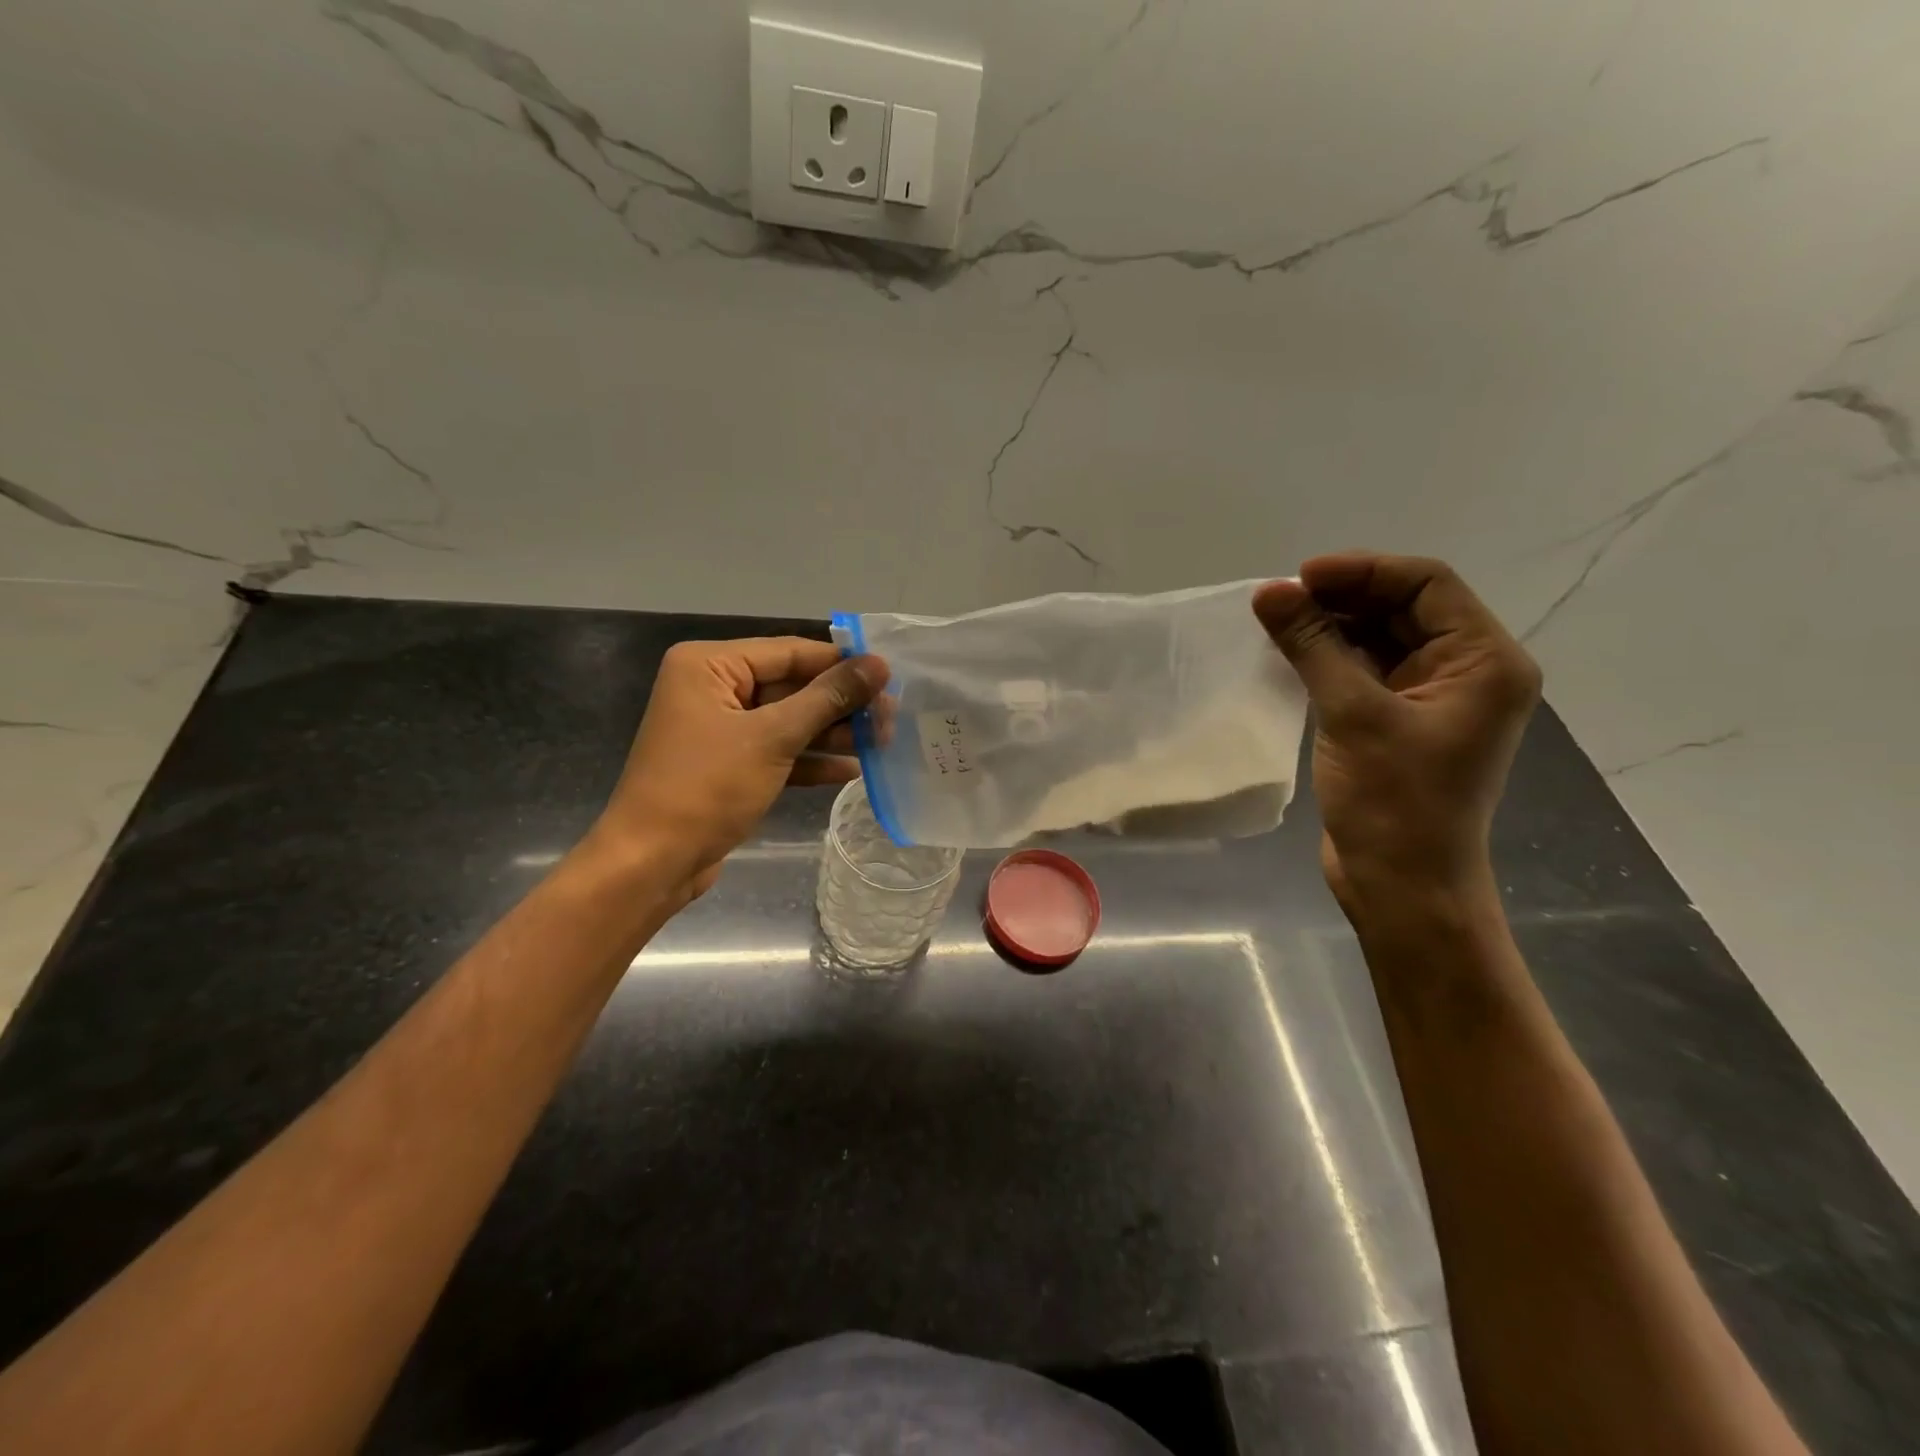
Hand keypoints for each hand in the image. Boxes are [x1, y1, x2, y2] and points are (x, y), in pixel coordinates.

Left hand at [588, 637, 887, 897]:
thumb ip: (828, 698)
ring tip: (883, 742)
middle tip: (892, 717)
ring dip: (832, 734)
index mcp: (709, 665)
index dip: (842, 664)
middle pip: (792, 686)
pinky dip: (810, 760)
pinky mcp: (729, 765)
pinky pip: (778, 751)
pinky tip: (851, 770)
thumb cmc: (707, 788)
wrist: (652, 863)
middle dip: (841, 705)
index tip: (891, 675)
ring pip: (788, 721)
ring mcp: (721, 729)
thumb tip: (879, 664)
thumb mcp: (773, 737)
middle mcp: (712, 688)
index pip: (790, 652)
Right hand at [1253, 554, 1539, 915]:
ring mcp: (1432, 700)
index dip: (1361, 571)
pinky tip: (1291, 656)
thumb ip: (1313, 645)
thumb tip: (1269, 592)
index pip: (1426, 584)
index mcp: (1484, 661)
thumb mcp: (1352, 714)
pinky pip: (1367, 672)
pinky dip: (1331, 659)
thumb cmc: (1393, 802)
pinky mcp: (1400, 724)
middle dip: (1342, 598)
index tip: (1298, 578)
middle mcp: (1467, 672)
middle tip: (1278, 601)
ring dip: (1332, 627)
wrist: (1402, 886)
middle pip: (1404, 608)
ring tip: (1278, 624)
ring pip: (1381, 639)